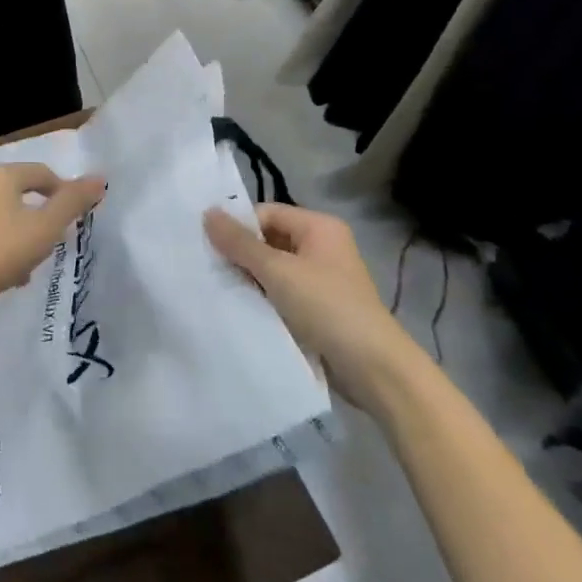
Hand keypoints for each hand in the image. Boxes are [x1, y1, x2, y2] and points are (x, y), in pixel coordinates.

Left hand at [0, 163, 106, 313]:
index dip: (60, 192)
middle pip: (12, 193)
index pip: (41, 174)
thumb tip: (100, 179)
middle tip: (40, 249)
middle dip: (30, 218)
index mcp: (1, 176)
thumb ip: (71, 204)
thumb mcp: (42, 231)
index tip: (69, 218)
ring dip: (3, 232)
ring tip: (11, 268)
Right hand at [204, 203, 411, 399]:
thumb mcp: (278, 271)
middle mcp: (322, 246)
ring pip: (274, 269)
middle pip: (269, 239)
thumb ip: (240, 243)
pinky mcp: (319, 307)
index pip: (267, 213)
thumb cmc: (327, 307)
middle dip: (241, 254)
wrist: (374, 369)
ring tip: (220, 290)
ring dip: (251, 279)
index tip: (209, 247)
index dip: (239, 227)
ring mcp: (322, 278)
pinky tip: (242, 308)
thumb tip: (207, 212)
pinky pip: (283, 292)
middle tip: (209, 269)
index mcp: (319, 226)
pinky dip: (264, 298)